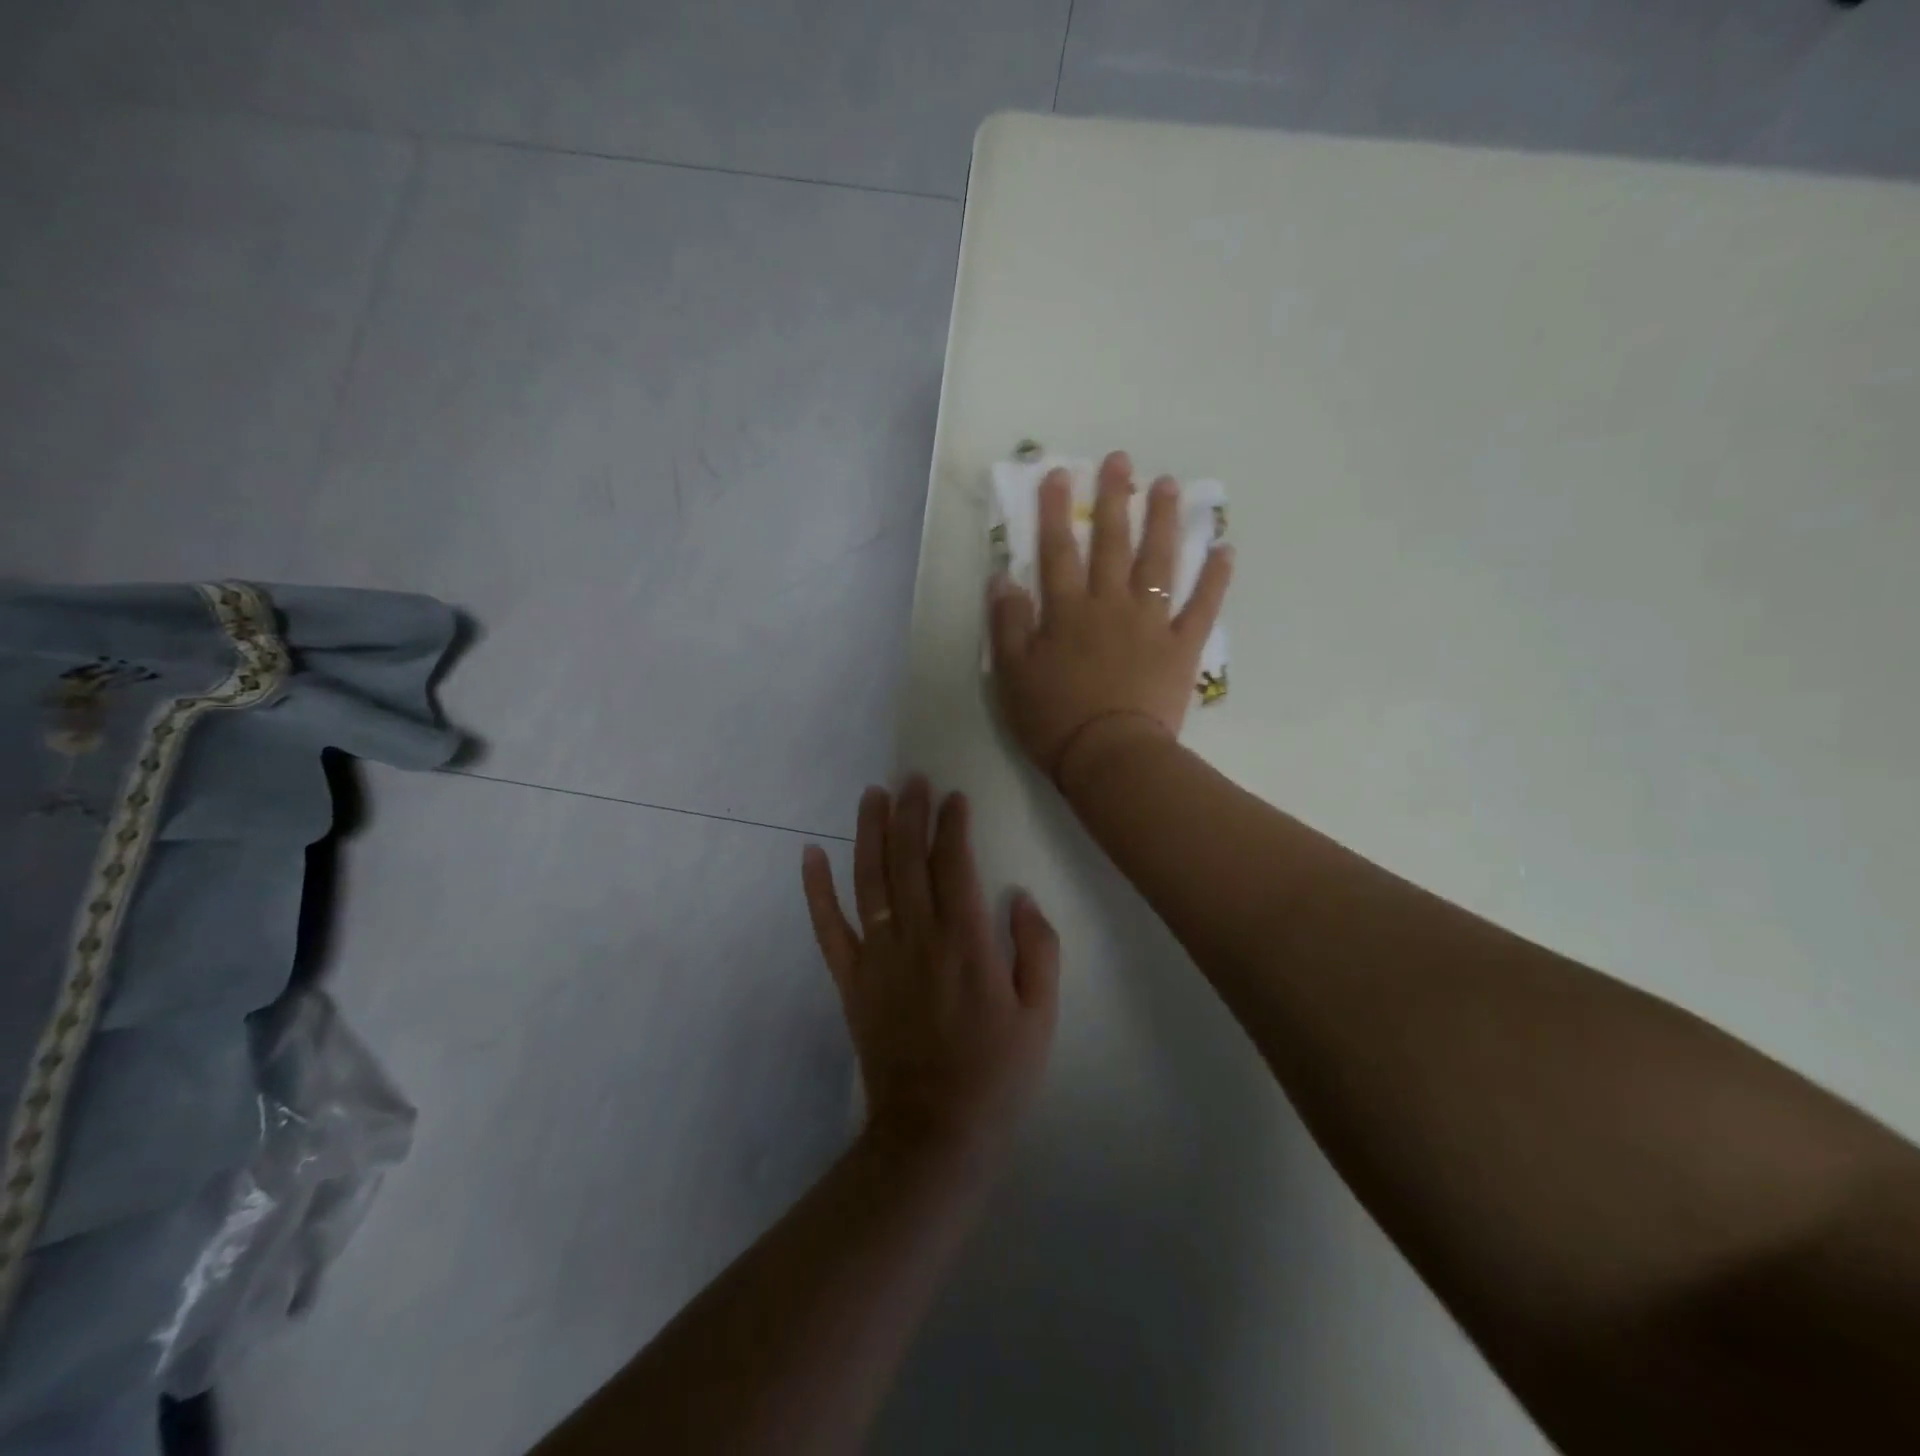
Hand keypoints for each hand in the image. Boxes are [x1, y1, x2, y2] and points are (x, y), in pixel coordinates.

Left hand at [801, 778, 1059, 1161]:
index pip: (955, 863)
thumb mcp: (1041, 1015)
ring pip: (869, 879)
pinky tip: (809, 854)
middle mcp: (918, 936)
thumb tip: (1020, 896)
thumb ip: (1038, 949)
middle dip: (911, 812)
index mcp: (967, 941)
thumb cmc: (997, 1073)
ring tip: (873, 795)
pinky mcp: (851, 979)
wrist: (934, 1130)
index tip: (954, 798)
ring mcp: (878, 956)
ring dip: (870, 833)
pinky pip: (828, 927)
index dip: (953, 824)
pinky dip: (816, 889)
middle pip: (909, 859)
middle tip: (912, 779)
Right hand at [989, 450, 1231, 786]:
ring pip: (1158, 562)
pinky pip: (1201, 605)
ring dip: (1163, 521)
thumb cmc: (1053, 719)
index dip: (1054, 512)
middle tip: (1120, 461)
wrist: (1109, 756)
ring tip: (1169, 485)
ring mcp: (1150, 622)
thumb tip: (1004, 580)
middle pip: (1111, 544)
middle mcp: (1110, 605)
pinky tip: (1225, 549)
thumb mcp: (1012, 675)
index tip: (1059, 474)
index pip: (1057, 551)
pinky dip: (1214, 578)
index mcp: (1067, 612)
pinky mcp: (1181, 646)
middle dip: (1114, 499)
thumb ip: (1008, 625)